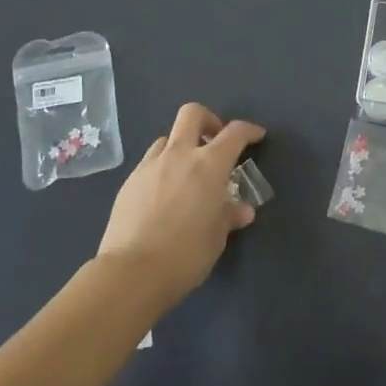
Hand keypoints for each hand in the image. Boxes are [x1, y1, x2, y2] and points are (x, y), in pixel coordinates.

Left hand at [97, 103, 262, 304]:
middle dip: (208, 120)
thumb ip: (229, 216)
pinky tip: (164, 195)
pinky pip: (150, 162)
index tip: (256, 136)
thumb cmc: (186, 254)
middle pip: (192, 114)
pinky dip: (162, 168)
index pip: (234, 133)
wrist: (132, 272)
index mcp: (209, 165)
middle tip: (214, 142)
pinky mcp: (129, 182)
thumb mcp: (217, 237)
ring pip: (167, 138)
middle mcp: (179, 155)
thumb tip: (241, 210)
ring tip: (187, 173)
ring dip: (181, 147)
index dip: (249, 130)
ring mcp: (150, 166)